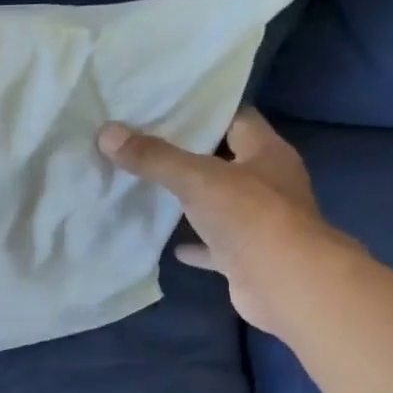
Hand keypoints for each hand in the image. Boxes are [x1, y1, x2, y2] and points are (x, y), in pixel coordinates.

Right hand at [99, 109, 344, 334]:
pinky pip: (215, 246)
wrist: (285, 284)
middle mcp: (268, 183)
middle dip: (191, 155)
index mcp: (267, 153)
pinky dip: (194, 245)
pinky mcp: (247, 256)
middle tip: (146, 145)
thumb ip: (154, 157)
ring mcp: (260, 222)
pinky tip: (169, 244)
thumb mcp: (197, 179)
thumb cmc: (250, 217)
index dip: (204, 112)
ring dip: (192, 201)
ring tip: (150, 188)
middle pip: (227, 161)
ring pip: (220, 204)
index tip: (166, 108)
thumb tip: (107, 133)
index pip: (236, 118)